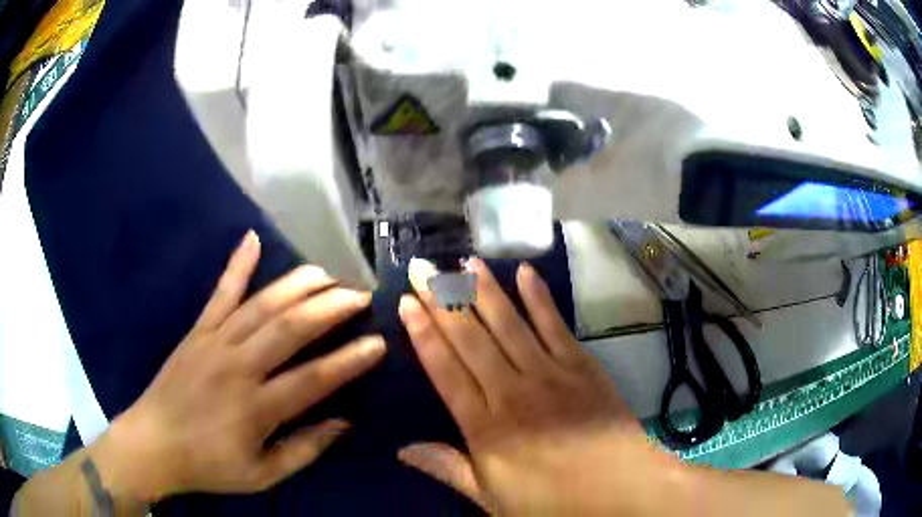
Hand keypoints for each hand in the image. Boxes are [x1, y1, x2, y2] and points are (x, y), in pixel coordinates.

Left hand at [95, 230, 385, 501]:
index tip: (379, 343)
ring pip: (262, 304)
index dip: (350, 360)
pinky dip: (236, 264)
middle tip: (361, 296)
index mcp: (256, 408)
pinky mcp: (197, 331)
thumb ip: (304, 450)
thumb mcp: (262, 475)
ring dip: (298, 285)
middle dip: (331, 307)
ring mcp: (214, 342)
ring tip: (328, 274)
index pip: (313, 378)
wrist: (153, 444)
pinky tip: (252, 238)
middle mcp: (238, 367)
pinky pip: (220, 292)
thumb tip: (343, 422)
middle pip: (290, 328)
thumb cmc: (208, 465)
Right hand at [397, 258, 681, 514]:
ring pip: (509, 324)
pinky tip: (525, 273)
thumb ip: (449, 469)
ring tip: (464, 263)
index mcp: (486, 427)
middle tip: (422, 267)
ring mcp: (549, 374)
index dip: (423, 335)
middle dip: (441, 300)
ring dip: (485, 291)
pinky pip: (555, 326)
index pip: (445, 371)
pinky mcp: (582, 366)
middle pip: (470, 339)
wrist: (620, 489)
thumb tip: (404, 450)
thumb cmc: (553, 502)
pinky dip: (539, 298)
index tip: (406, 304)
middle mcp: (512, 391)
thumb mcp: (492, 499)